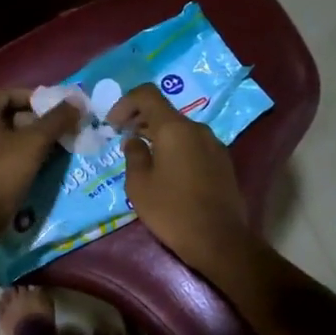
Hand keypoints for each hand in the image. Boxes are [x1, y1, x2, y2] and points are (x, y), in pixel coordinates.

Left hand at [0, 89, 80, 238]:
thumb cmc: (1, 174)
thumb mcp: (33, 144)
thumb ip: (56, 120)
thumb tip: (77, 100)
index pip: (7, 94)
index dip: (33, 98)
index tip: (56, 109)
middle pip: (8, 115)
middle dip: (37, 121)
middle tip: (61, 129)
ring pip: (7, 137)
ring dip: (32, 140)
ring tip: (57, 146)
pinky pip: (3, 155)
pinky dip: (22, 155)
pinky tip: (42, 164)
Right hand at [109, 83, 251, 274]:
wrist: (219, 239)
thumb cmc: (172, 210)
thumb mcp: (139, 185)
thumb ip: (133, 155)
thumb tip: (134, 140)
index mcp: (174, 128)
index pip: (147, 95)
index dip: (125, 102)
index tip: (113, 124)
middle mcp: (197, 129)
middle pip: (165, 111)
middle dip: (140, 120)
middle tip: (123, 139)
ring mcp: (214, 145)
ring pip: (180, 129)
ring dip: (159, 135)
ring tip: (143, 157)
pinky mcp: (222, 162)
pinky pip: (193, 144)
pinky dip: (176, 148)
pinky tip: (167, 171)